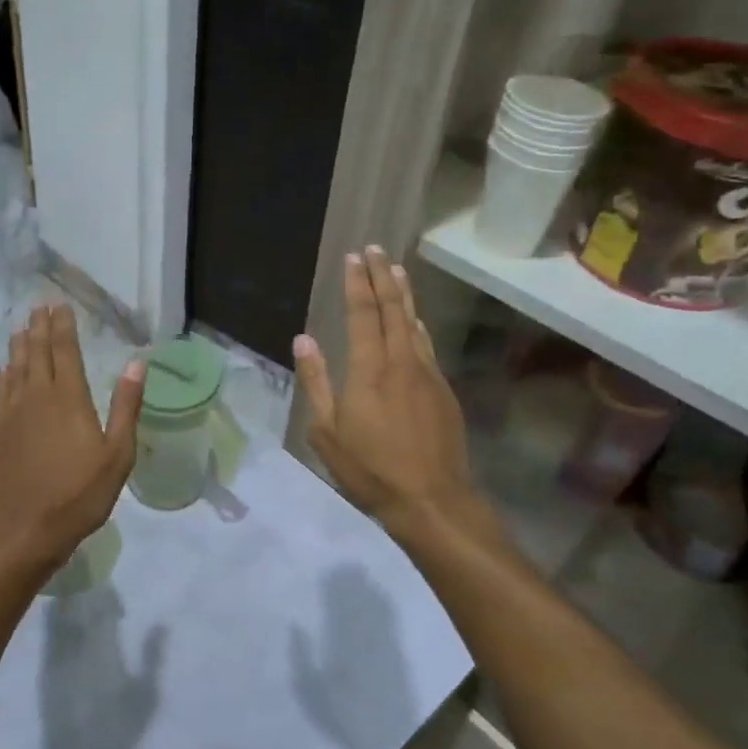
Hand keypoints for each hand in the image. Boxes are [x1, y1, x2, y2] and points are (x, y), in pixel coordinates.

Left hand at [0, 306, 143, 573]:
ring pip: (15, 368)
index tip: (60, 305)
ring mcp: (11, 414)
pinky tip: (5, 370)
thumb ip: (126, 406)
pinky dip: (4, 375)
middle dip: (39, 328)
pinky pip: (0, 392)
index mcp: (69, 398)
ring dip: (19, 346)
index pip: (65, 350)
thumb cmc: (80, 494)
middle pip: (37, 353)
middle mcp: (37, 397)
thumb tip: (137, 363)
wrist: (24, 529)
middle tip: (39, 307)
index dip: (63, 326)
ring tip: (21, 328)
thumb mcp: (117, 454)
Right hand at [293, 248, 473, 536]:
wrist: (431, 500)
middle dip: (382, 276)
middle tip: (376, 248)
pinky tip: (416, 320)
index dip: (357, 283)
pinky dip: (418, 324)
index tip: (353, 256)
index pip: (363, 314)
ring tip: (396, 270)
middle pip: (392, 309)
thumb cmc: (370, 469)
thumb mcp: (327, 431)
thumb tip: (304, 339)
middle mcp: (401, 361)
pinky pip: (427, 345)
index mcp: (369, 369)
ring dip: (403, 294)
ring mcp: (427, 374)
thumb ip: (316, 381)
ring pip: (414, 323)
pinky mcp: (443, 390)